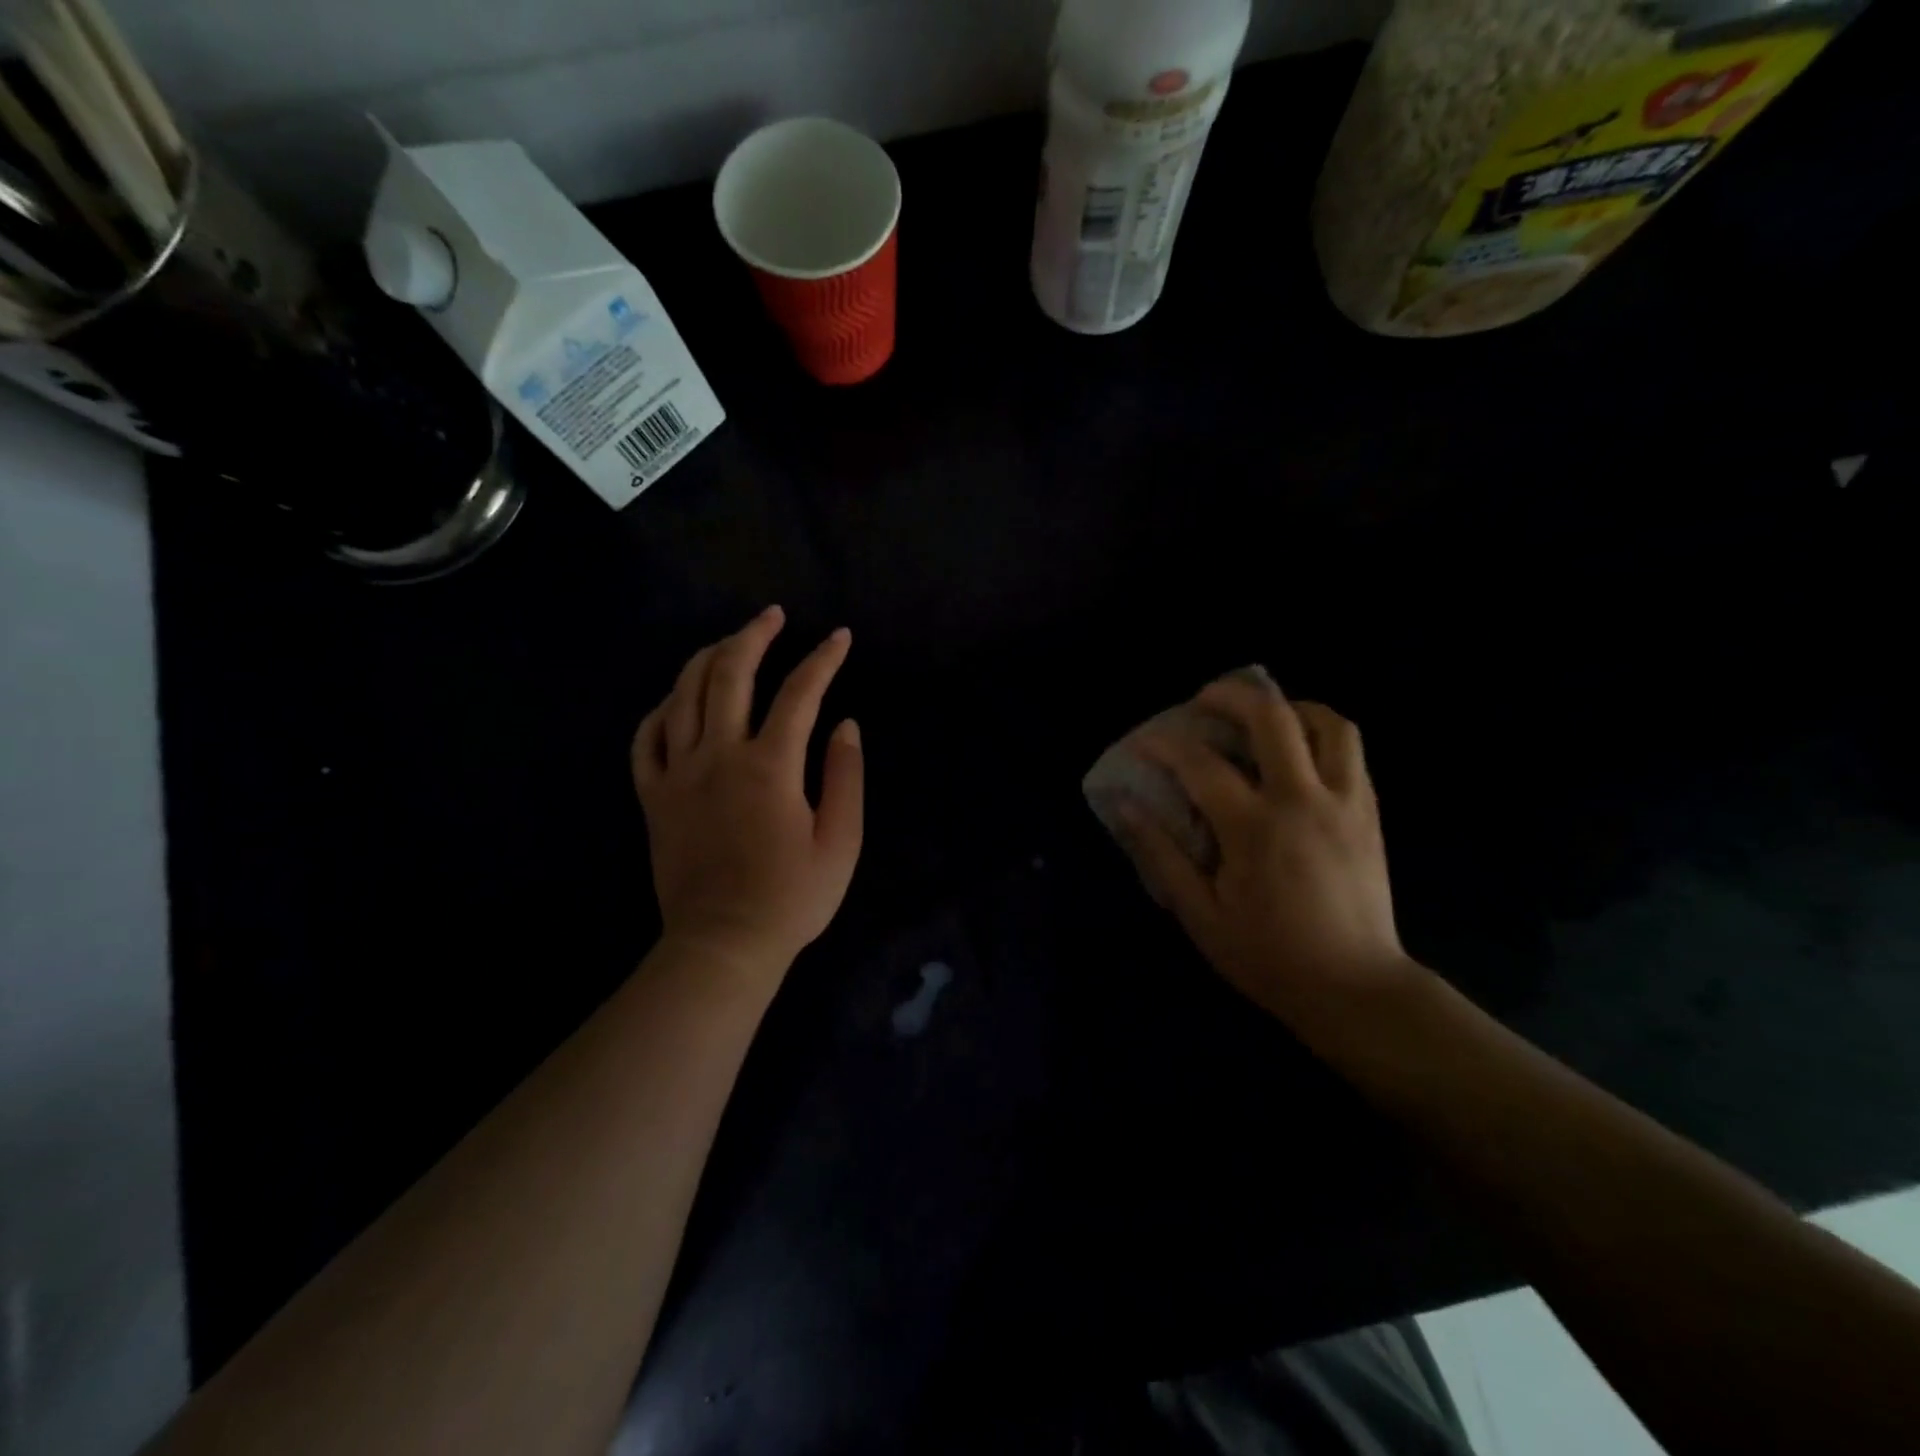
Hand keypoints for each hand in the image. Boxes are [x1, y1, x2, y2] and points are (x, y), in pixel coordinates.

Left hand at [632, 606, 862, 990]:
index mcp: (769, 766)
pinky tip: (676, 700)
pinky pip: (645, 739)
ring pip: (683, 695)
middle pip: (729, 674)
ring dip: (707, 659)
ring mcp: (678, 774)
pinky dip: (660, 710)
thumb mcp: (840, 842)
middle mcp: (718, 756)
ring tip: (729, 643)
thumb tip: (845, 725)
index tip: (840, 638)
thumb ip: (846, 776)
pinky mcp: (653, 797)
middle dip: (753, 635)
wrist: (723, 946)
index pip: (799, 693)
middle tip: (773, 616)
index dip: (823, 660)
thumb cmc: (791, 898)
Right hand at [1116, 675, 1419, 1025]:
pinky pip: (1351, 750)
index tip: (1142, 744)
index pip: (1200, 764)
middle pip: (1271, 717)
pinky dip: (1320, 734)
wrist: (1357, 990)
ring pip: (1327, 722)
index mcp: (1254, 828)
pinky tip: (1297, 754)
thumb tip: (1125, 807)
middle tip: (1204, 701)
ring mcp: (1345, 802)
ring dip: (1289, 707)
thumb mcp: (1200, 915)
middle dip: (1231, 695)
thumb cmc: (1269, 957)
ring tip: (1262, 717)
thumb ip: (1161, 855)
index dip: (1164, 746)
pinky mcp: (1370, 813)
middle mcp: (1303, 800)